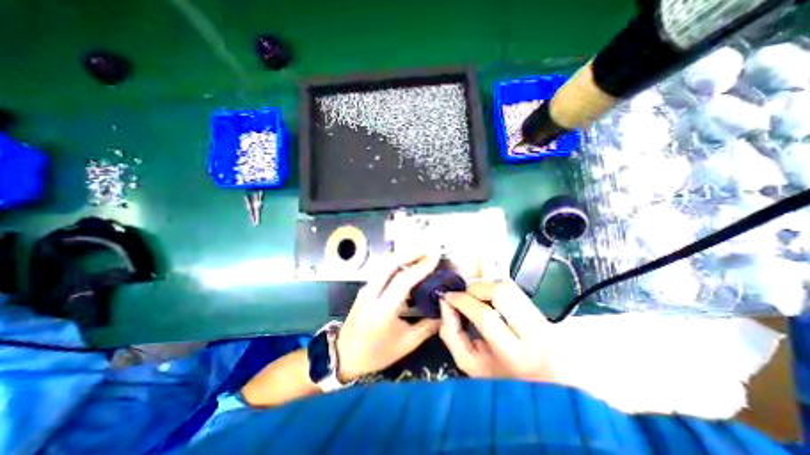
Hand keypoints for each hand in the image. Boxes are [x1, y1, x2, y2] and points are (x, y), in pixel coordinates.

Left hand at [335, 253, 440, 381]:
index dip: (420, 267)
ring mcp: (366, 289)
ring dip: (402, 255)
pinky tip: (407, 263)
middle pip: (389, 264)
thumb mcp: (406, 344)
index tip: (434, 258)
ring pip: (383, 264)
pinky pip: (381, 269)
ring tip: (420, 253)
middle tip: (428, 249)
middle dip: (410, 253)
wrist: (345, 355)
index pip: (402, 281)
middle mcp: (371, 294)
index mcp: (382, 311)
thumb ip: (428, 326)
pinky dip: (395, 262)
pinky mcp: (365, 288)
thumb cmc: (377, 353)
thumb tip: (444, 310)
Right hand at [441, 281, 552, 380]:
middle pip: (500, 292)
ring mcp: (543, 320)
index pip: (485, 315)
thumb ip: (451, 334)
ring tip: (476, 298)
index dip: (462, 300)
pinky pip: (515, 289)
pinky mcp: (543, 312)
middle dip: (475, 289)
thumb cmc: (499, 380)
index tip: (448, 297)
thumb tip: (445, 302)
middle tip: (464, 297)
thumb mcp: (469, 364)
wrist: (540, 387)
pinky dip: (496, 287)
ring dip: (486, 286)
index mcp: (514, 355)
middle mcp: (535, 334)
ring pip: (509, 286)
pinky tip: (490, 299)